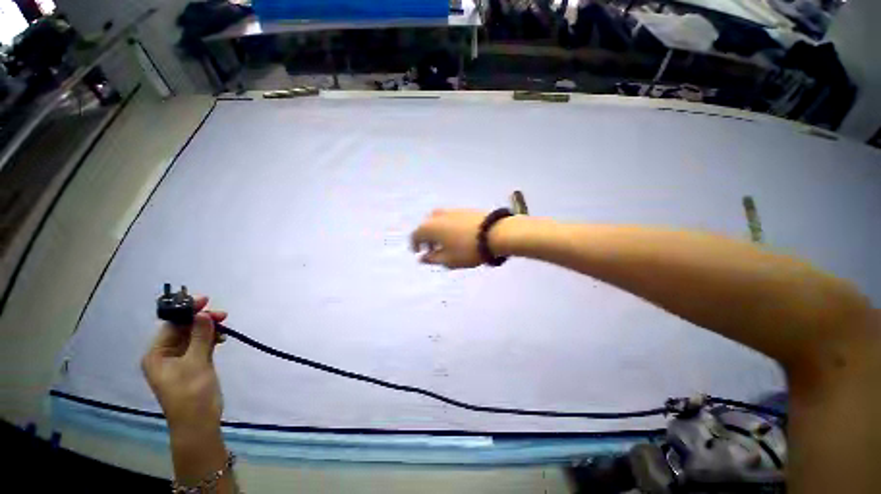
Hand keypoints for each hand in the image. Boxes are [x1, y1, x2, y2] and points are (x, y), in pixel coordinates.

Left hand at [142, 296, 226, 430]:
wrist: (199, 422)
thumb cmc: (191, 393)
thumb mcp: (196, 363)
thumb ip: (200, 337)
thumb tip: (203, 313)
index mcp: (157, 354)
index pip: (171, 325)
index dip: (187, 311)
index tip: (206, 300)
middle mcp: (166, 355)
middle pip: (183, 329)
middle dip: (201, 320)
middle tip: (222, 315)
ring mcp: (181, 360)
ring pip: (194, 336)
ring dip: (208, 329)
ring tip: (225, 326)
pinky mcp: (194, 364)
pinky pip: (201, 345)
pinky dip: (211, 339)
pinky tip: (222, 338)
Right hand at [411, 209, 487, 268]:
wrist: (495, 233)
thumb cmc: (467, 250)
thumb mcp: (448, 260)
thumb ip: (432, 259)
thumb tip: (422, 258)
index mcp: (429, 227)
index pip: (415, 235)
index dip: (415, 245)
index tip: (419, 253)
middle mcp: (437, 216)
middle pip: (426, 227)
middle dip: (427, 239)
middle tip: (432, 250)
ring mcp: (451, 211)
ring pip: (438, 222)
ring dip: (437, 232)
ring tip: (446, 244)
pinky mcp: (463, 210)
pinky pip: (449, 219)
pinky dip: (447, 227)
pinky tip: (456, 236)